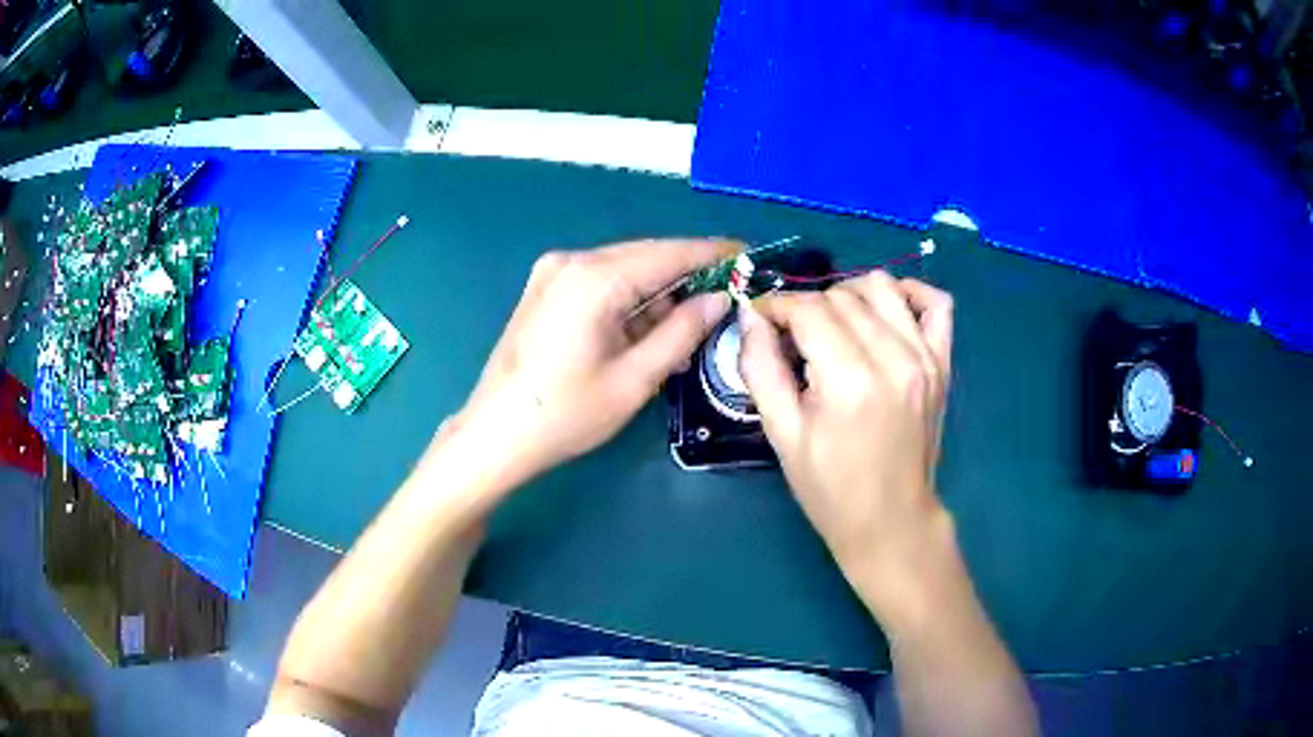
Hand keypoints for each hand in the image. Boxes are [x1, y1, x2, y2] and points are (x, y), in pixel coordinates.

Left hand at [452, 239, 734, 491]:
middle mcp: (572, 260)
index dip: (713, 255)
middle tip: (727, 296)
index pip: (669, 254)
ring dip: (658, 291)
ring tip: (691, 322)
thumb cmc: (566, 414)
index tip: (748, 257)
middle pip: (646, 256)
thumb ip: (682, 332)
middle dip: (688, 274)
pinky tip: (647, 327)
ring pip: (624, 268)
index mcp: (594, 278)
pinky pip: (601, 281)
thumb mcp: (635, 379)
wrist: (494, 434)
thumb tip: (719, 299)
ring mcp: (552, 272)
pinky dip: (630, 298)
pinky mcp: (544, 288)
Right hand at [738, 273, 954, 618]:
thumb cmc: (830, 489)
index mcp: (849, 381)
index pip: (809, 309)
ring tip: (834, 324)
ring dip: (849, 293)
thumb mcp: (782, 435)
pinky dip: (910, 293)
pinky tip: (888, 308)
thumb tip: (751, 317)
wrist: (890, 521)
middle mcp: (893, 358)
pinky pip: (936, 303)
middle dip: (807, 305)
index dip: (777, 306)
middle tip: (793, 336)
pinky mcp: (942, 364)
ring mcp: (925, 358)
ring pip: (883, 287)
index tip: (761, 319)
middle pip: (842, 296)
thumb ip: (761, 368)